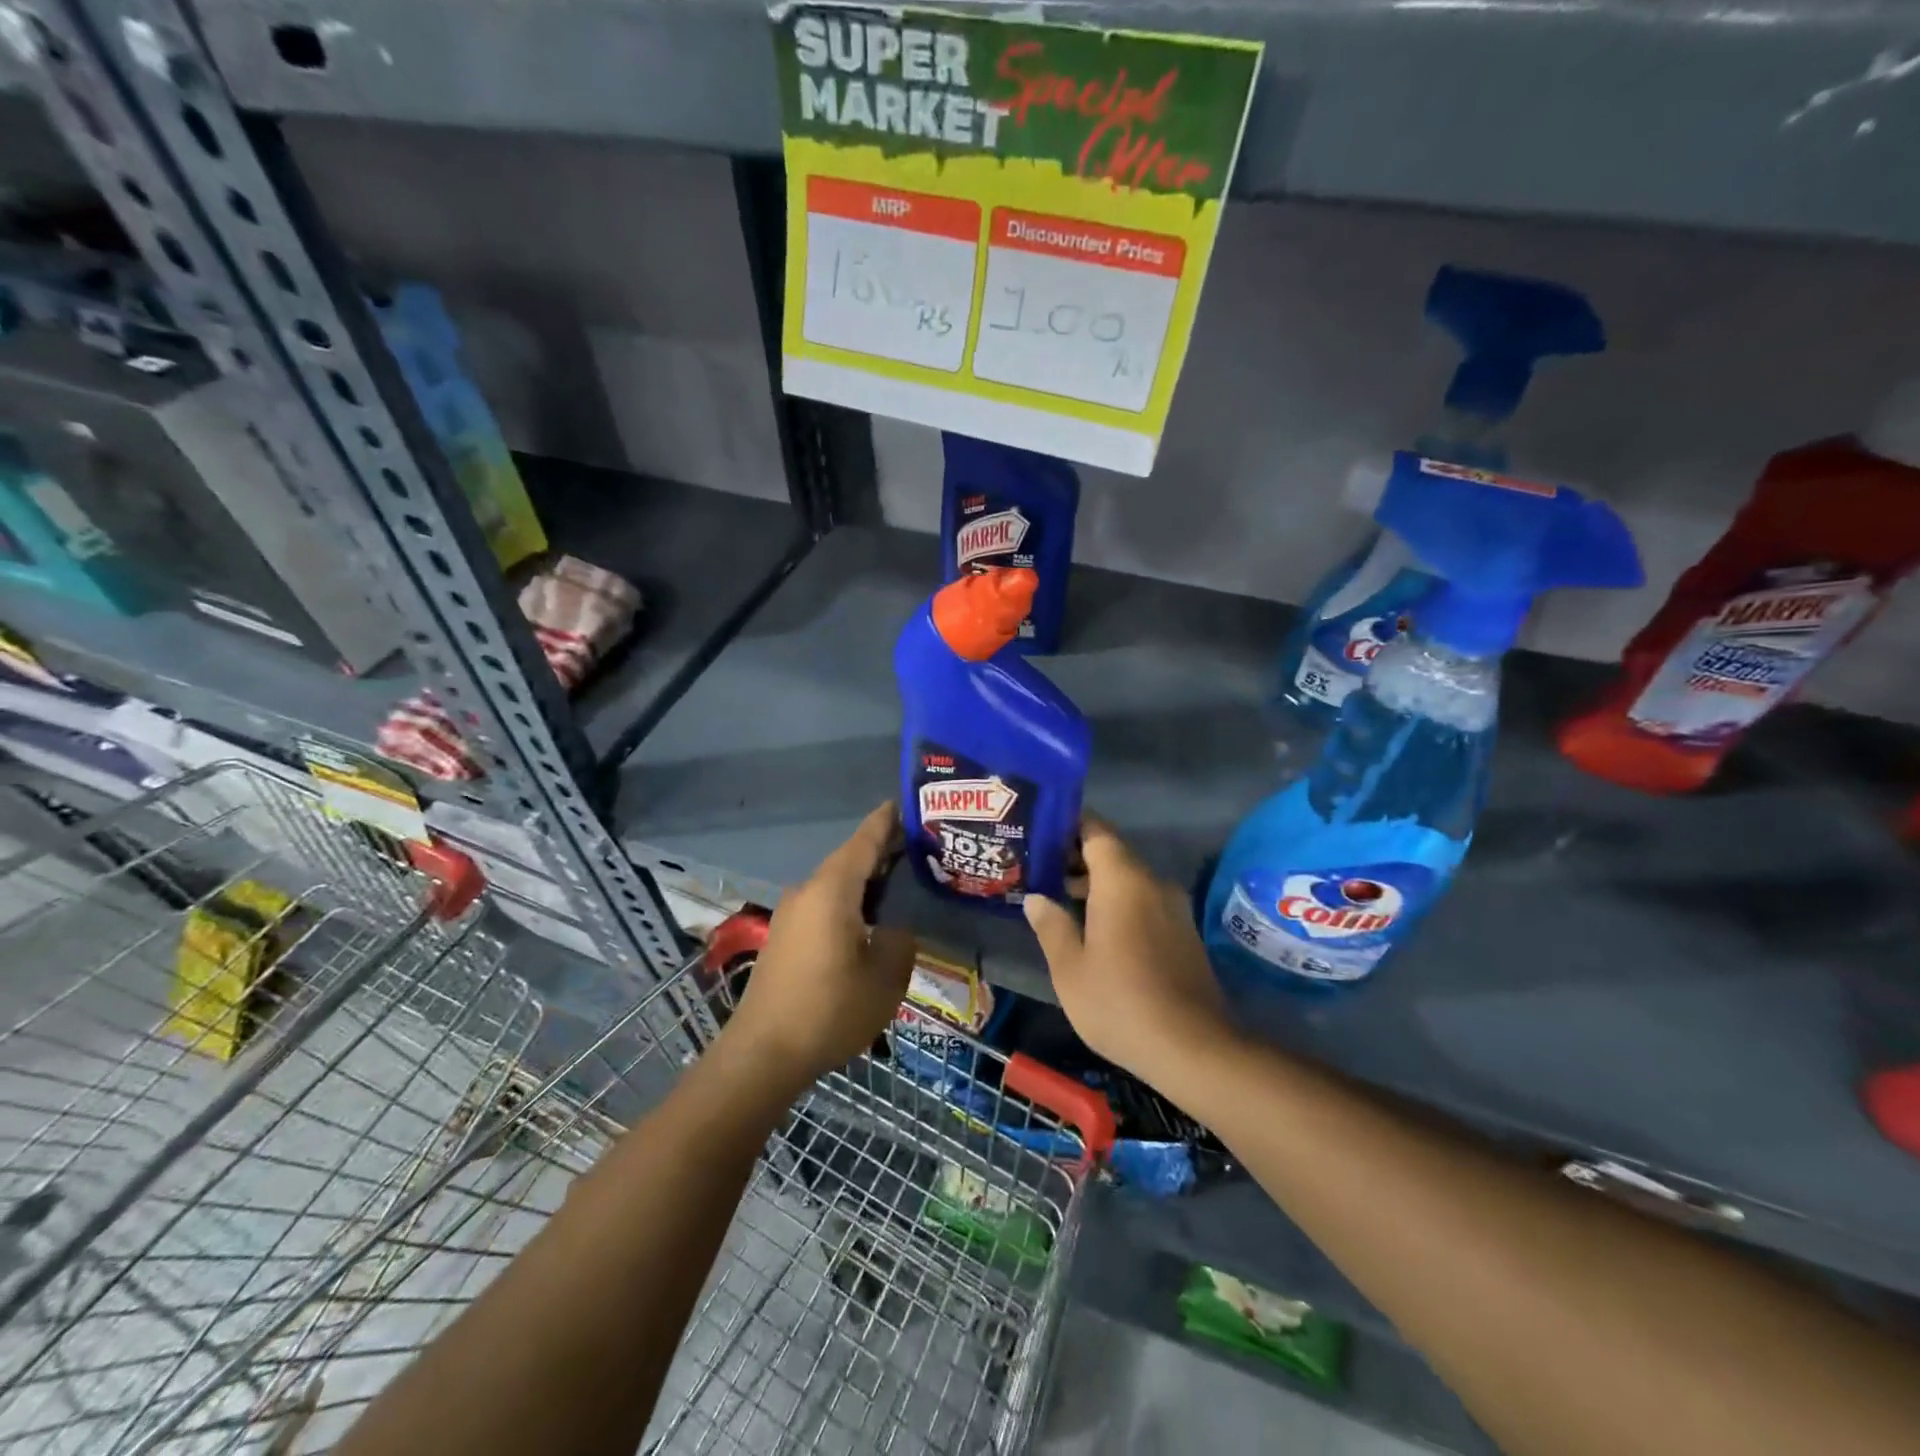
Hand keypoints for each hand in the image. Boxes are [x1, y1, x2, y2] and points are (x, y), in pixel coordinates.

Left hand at [722, 803, 914, 1091]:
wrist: (763, 1054)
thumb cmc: (830, 1009)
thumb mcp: (885, 976)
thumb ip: (899, 940)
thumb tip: (893, 928)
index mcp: (832, 889)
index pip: (864, 841)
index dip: (886, 821)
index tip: (905, 802)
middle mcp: (808, 891)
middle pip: (849, 859)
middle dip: (881, 850)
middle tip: (919, 847)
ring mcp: (792, 914)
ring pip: (836, 883)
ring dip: (865, 879)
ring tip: (900, 880)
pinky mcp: (785, 937)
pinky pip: (824, 903)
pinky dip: (850, 900)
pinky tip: (868, 917)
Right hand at [1023, 814, 1234, 1082]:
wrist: (1194, 1049)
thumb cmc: (1120, 1002)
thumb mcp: (1070, 968)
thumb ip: (1051, 925)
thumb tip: (1036, 898)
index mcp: (1123, 881)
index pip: (1096, 831)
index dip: (1068, 824)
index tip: (1040, 829)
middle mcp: (1152, 884)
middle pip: (1112, 854)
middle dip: (1075, 857)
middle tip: (1038, 868)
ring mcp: (1173, 909)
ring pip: (1128, 880)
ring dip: (1095, 884)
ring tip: (1057, 898)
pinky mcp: (1182, 933)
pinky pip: (1144, 902)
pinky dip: (1117, 903)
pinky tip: (1092, 928)